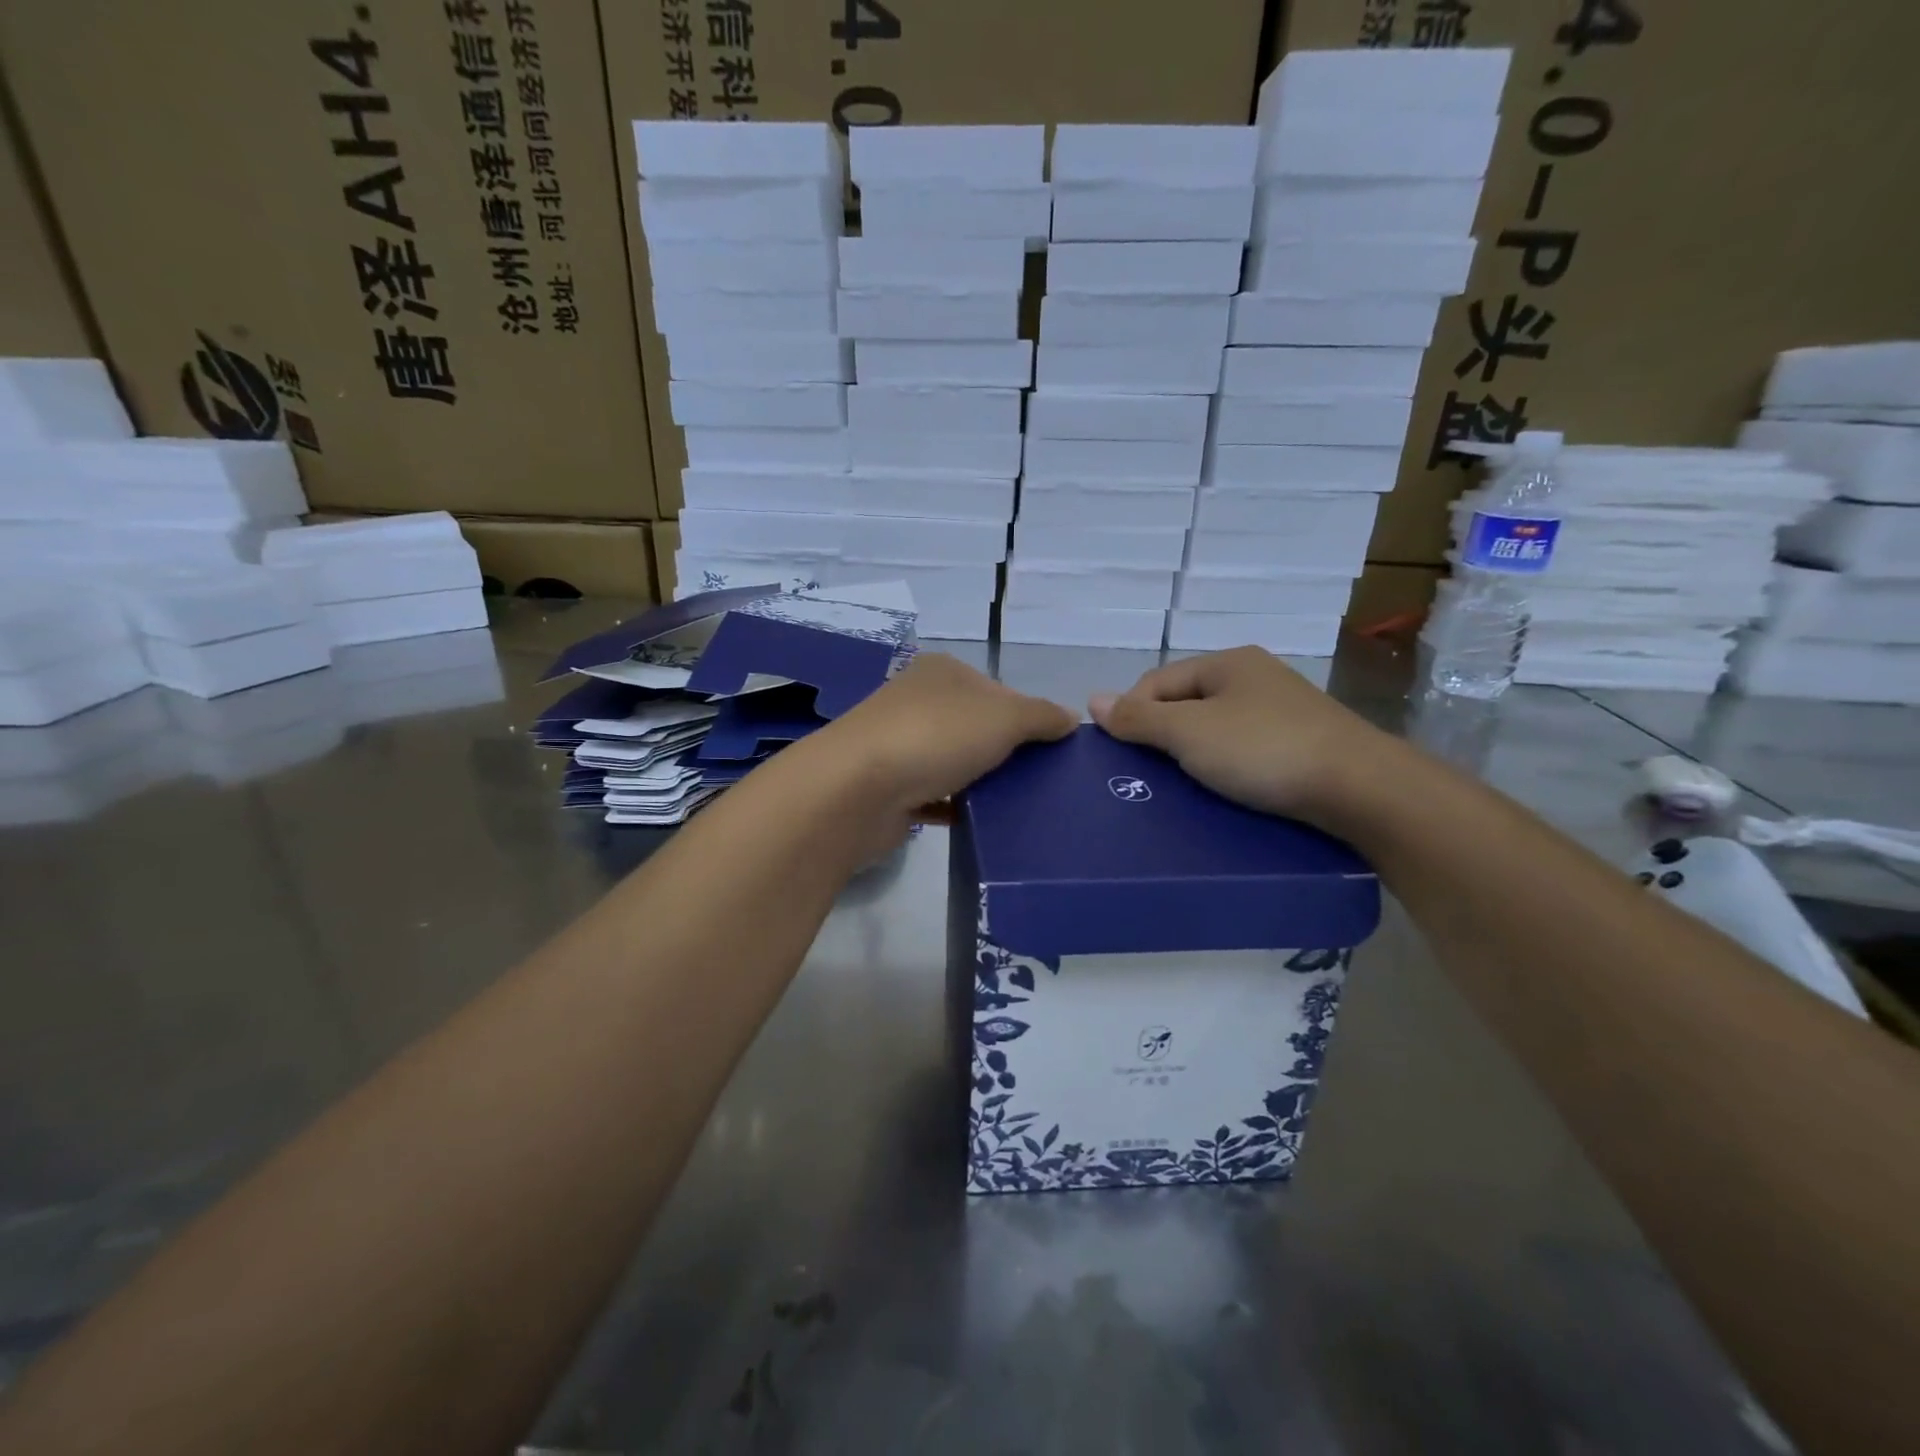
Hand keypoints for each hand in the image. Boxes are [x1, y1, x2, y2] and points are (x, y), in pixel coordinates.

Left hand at [807, 652, 1077, 818]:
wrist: (857, 789)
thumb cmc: (936, 736)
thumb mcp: (1004, 716)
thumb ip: (1042, 716)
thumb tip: (1070, 719)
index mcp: (943, 673)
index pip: (998, 690)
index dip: (1028, 717)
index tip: (1052, 751)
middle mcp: (917, 702)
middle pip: (977, 727)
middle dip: (1007, 753)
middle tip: (1041, 783)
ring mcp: (899, 745)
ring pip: (955, 762)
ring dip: (981, 782)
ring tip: (1020, 807)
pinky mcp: (889, 788)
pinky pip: (934, 796)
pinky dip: (956, 807)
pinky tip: (981, 823)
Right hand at [1088, 647, 1400, 825]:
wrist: (1360, 788)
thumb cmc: (1264, 750)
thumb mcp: (1190, 732)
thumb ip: (1139, 718)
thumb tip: (1092, 700)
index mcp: (1227, 663)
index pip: (1157, 681)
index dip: (1132, 713)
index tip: (1123, 756)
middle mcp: (1255, 677)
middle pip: (1186, 703)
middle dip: (1162, 737)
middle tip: (1148, 776)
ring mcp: (1282, 710)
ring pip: (1216, 729)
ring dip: (1193, 756)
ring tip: (1180, 790)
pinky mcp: (1302, 744)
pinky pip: (1245, 750)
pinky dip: (1226, 768)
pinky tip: (1222, 791)